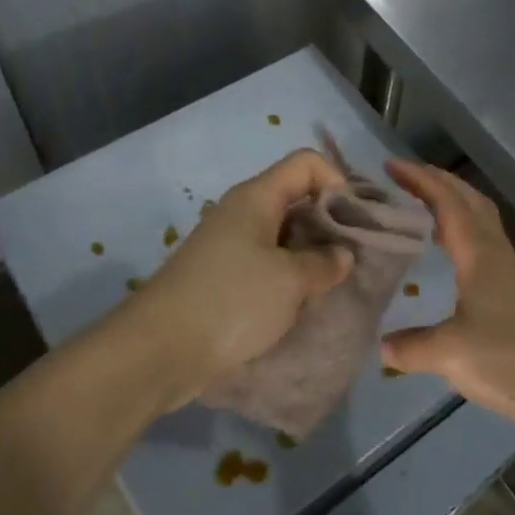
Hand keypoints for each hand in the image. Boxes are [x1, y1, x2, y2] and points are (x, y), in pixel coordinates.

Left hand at [120, 149, 353, 407]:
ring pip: (283, 235)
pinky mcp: (222, 277)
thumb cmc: (231, 302)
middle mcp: (241, 212)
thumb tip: (342, 255)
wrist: (159, 351)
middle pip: (296, 198)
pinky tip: (302, 303)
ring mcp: (229, 245)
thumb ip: (324, 263)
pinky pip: (266, 263)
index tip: (354, 221)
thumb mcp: (290, 281)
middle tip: (353, 257)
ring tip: (332, 285)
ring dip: (310, 255)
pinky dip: (288, 276)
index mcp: (257, 197)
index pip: (307, 163)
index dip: (337, 181)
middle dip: (329, 223)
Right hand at [382, 161, 514, 450]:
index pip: (449, 203)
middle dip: (439, 182)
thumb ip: (412, 346)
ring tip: (421, 209)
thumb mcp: (450, 354)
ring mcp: (510, 275)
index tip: (391, 166)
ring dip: (453, 205)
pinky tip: (449, 258)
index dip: (421, 180)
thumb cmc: (511, 362)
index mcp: (480, 256)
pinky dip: (462, 235)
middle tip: (405, 178)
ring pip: (481, 223)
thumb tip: (381, 344)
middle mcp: (497, 255)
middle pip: (470, 202)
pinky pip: (484, 247)